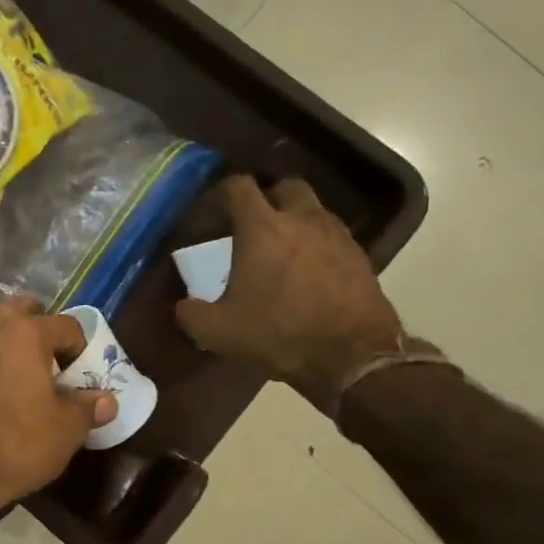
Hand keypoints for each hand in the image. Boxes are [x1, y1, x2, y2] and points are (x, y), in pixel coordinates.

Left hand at [0, 297, 116, 512]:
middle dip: (37, 326)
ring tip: (18, 373)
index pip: (66, 325)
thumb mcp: (67, 429)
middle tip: (50, 360)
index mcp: (26, 333)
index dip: (80, 348)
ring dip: (4, 343)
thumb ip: (87, 407)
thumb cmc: (19, 442)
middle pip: (19, 311)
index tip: (81, 375)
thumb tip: (106, 400)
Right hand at [175, 176, 403, 408]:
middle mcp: (302, 219)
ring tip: (278, 250)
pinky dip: (314, 243)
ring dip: (293, 220)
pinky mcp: (359, 256)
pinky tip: (305, 272)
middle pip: (283, 187)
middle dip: (265, 198)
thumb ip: (190, 312)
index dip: (219, 194)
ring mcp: (336, 235)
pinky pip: (331, 236)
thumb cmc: (279, 334)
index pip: (238, 187)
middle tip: (249, 225)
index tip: (209, 213)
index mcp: (262, 228)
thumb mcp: (216, 331)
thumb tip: (184, 304)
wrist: (353, 356)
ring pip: (312, 209)